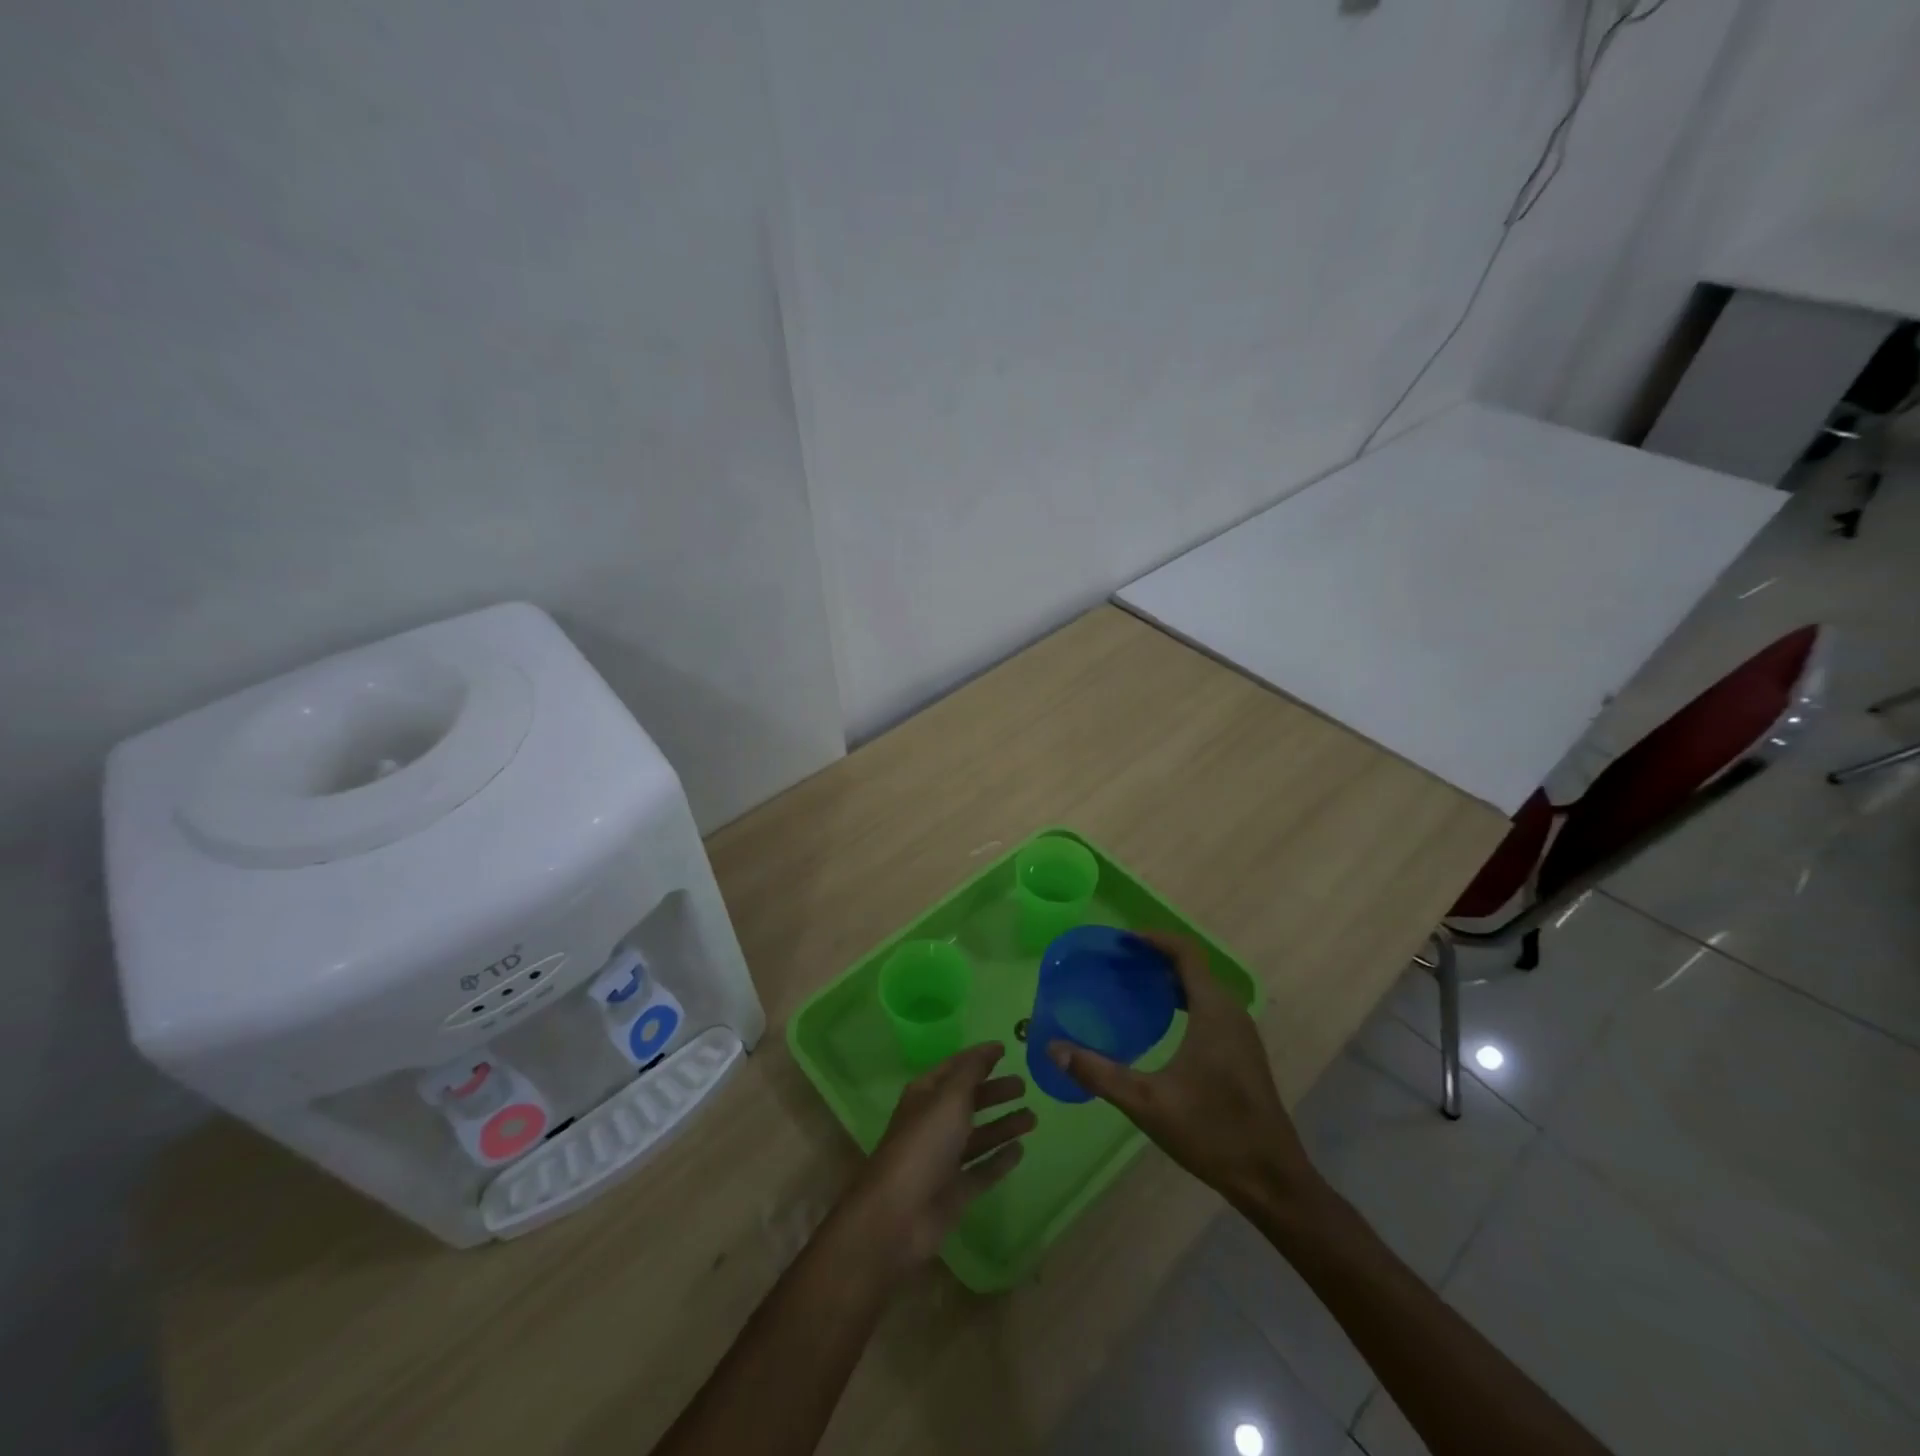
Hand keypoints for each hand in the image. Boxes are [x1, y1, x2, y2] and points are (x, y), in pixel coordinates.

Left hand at [839, 1042, 1034, 1272]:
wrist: (899, 1214)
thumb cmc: (924, 1144)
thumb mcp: (949, 1098)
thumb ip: (971, 1072)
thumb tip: (990, 1048)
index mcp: (926, 1095)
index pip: (955, 1068)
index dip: (979, 1057)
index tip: (1005, 1049)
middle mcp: (934, 1123)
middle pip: (969, 1101)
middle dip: (994, 1092)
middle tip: (1024, 1086)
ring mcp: (944, 1159)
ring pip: (979, 1136)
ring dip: (1003, 1125)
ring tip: (1033, 1117)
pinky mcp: (955, 1191)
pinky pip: (983, 1170)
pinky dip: (1000, 1160)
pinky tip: (1020, 1150)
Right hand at [1048, 932, 1321, 1215]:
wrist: (1271, 1180)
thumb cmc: (1211, 1132)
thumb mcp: (1146, 1103)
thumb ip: (1098, 1072)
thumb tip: (1052, 1048)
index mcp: (1213, 1011)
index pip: (1185, 953)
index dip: (1153, 939)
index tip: (1120, 940)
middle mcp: (1231, 1013)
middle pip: (1192, 968)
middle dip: (1155, 959)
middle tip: (1116, 965)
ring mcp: (1241, 1034)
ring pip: (1202, 990)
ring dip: (1169, 982)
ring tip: (1130, 989)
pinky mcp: (1242, 1054)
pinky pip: (1209, 1010)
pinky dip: (1182, 1003)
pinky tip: (1159, 1026)